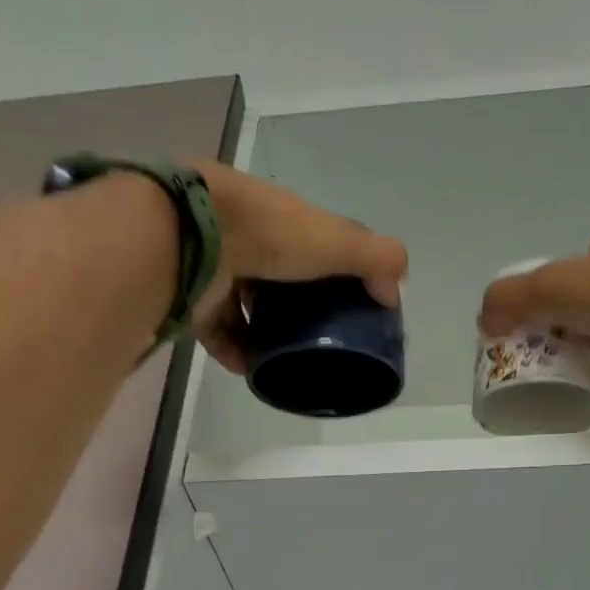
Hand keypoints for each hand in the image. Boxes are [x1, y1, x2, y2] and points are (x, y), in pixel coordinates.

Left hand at [193, 162, 407, 375]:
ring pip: (247, 307)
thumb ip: (376, 260)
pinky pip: (218, 330)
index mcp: (285, 219)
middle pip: (280, 279)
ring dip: (265, 336)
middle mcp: (250, 240)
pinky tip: (251, 371)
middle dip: (298, 310)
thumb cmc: (272, 234)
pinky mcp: (195, 297)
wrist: (196, 235)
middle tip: (318, 342)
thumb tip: (393, 295)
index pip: (316, 243)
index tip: (352, 305)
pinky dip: (235, 351)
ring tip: (284, 363)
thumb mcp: (338, 241)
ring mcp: (219, 268)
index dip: (336, 270)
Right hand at [477, 224, 589, 410]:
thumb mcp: (554, 286)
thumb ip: (512, 299)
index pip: (572, 270)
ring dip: (581, 366)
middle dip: (560, 336)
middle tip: (534, 362)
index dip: (545, 296)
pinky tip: (582, 408)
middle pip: (586, 310)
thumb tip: (483, 323)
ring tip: (555, 387)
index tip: (525, 328)